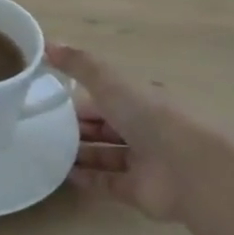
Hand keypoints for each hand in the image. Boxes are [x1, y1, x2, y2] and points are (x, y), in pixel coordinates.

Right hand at [48, 46, 228, 223]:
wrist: (189, 171)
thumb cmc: (150, 117)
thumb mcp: (109, 82)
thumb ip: (79, 64)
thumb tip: (47, 43)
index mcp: (143, 99)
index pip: (108, 96)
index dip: (81, 97)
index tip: (51, 100)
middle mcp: (145, 129)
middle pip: (106, 126)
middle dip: (78, 127)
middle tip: (44, 129)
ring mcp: (143, 161)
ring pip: (105, 154)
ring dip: (79, 153)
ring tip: (47, 151)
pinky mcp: (139, 191)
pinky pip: (107, 182)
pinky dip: (87, 178)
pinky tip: (64, 174)